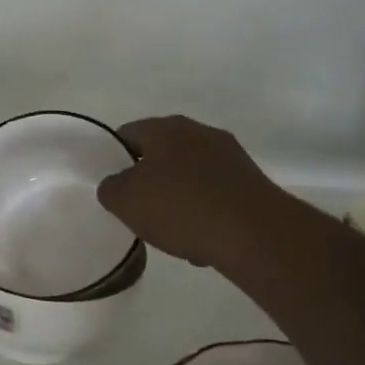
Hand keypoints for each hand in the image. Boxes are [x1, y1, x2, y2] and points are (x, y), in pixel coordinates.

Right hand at [97, 116, 286, 267]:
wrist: (254, 233)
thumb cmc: (180, 207)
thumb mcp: (125, 201)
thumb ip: (110, 188)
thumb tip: (117, 184)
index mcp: (165, 128)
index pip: (127, 134)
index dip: (113, 158)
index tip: (111, 186)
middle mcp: (199, 132)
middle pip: (161, 154)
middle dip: (148, 179)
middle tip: (137, 208)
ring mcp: (230, 155)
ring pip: (189, 175)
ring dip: (178, 196)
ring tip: (171, 229)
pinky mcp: (251, 181)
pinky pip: (215, 193)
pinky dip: (205, 210)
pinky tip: (202, 237)